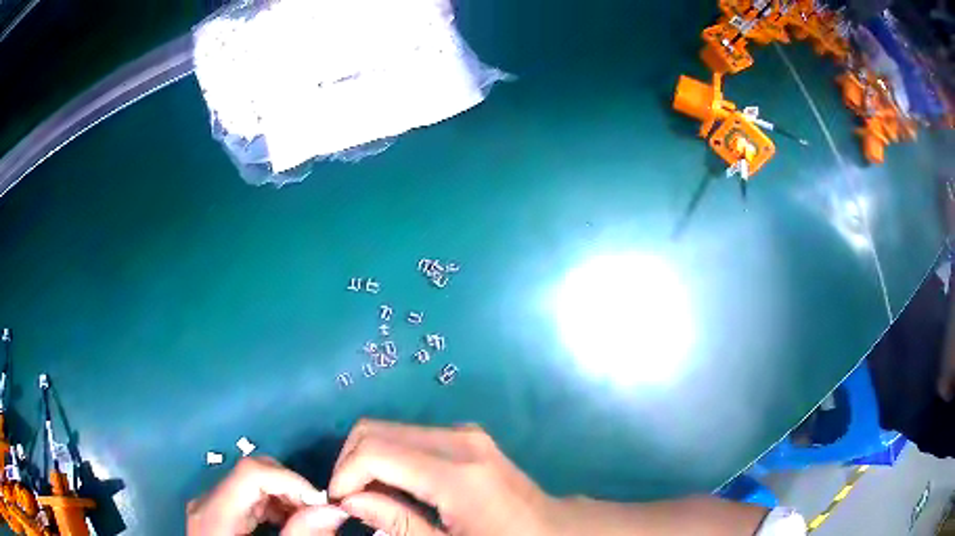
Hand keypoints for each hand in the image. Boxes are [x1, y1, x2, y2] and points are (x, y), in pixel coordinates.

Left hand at [187, 456, 348, 535]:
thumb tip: (331, 511)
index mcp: (215, 514)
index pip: (250, 472)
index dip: (289, 479)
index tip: (319, 503)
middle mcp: (206, 501)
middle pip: (249, 472)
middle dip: (289, 487)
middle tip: (317, 514)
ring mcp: (207, 505)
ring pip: (248, 482)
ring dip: (282, 496)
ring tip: (304, 520)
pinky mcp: (213, 512)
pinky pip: (243, 496)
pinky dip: (270, 505)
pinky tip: (284, 523)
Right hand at [329, 420, 558, 535]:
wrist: (553, 530)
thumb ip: (397, 524)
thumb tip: (350, 499)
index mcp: (458, 474)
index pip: (375, 451)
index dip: (345, 475)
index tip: (338, 504)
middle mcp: (459, 440)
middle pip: (375, 430)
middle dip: (351, 464)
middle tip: (349, 501)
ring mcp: (465, 433)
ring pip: (389, 430)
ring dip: (368, 460)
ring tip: (369, 498)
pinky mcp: (467, 437)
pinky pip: (410, 437)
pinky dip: (389, 458)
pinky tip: (393, 487)